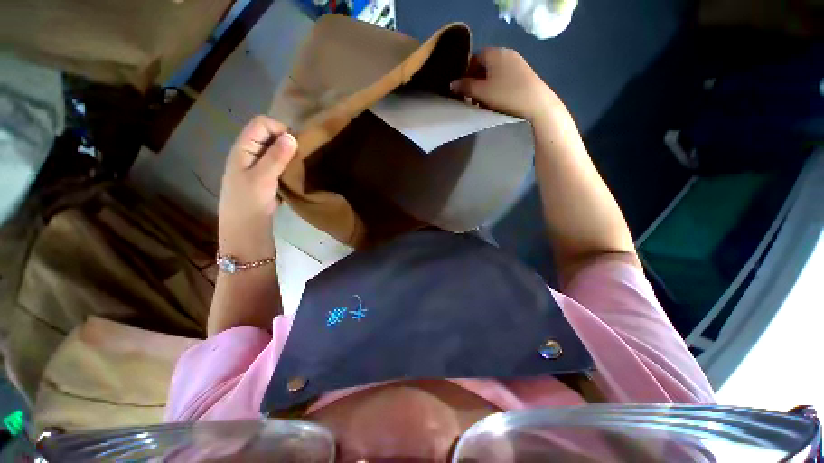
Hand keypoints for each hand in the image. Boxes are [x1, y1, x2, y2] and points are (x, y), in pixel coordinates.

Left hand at [218, 116, 296, 260]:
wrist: (246, 228)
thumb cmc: (250, 202)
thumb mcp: (262, 178)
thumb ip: (276, 156)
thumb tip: (292, 136)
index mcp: (243, 148)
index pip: (261, 123)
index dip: (280, 129)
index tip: (295, 145)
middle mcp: (249, 152)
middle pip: (269, 134)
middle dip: (286, 141)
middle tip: (299, 157)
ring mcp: (257, 165)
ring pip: (275, 149)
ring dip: (288, 154)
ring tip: (299, 165)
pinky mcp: (265, 176)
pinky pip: (278, 162)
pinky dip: (288, 164)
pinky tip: (295, 173)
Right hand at [450, 48, 561, 123]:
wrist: (537, 105)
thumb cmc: (505, 96)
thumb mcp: (481, 92)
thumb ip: (465, 87)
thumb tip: (452, 83)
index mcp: (495, 53)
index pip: (475, 57)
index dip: (467, 72)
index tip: (463, 89)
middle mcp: (507, 53)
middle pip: (485, 65)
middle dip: (476, 81)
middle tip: (472, 98)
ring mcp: (518, 63)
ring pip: (495, 73)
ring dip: (486, 86)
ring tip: (484, 103)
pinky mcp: (525, 75)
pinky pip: (505, 78)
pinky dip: (498, 88)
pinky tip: (498, 101)